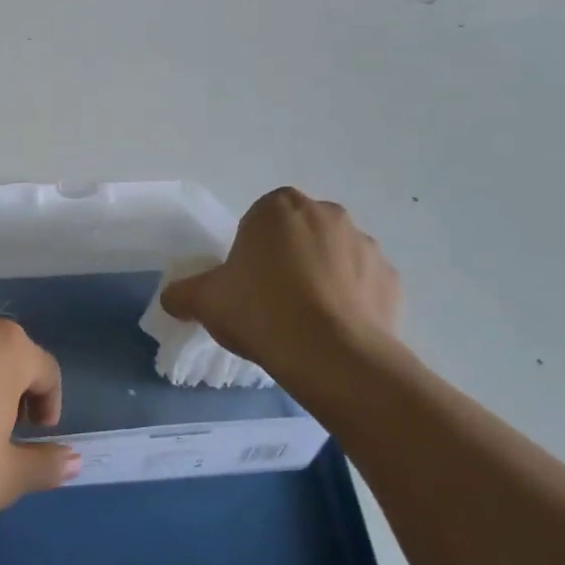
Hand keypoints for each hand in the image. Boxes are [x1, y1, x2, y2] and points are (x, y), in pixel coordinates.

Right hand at [159, 187, 402, 394]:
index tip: (244, 281)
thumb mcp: (204, 302)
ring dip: (322, 278)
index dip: (250, 249)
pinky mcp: (392, 281)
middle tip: (270, 300)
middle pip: (299, 233)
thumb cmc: (260, 311)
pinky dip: (351, 302)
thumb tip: (173, 298)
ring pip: (334, 257)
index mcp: (279, 208)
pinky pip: (363, 286)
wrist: (332, 356)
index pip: (259, 218)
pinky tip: (333, 331)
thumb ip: (182, 293)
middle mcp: (327, 215)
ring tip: (304, 321)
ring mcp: (366, 246)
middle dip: (288, 258)